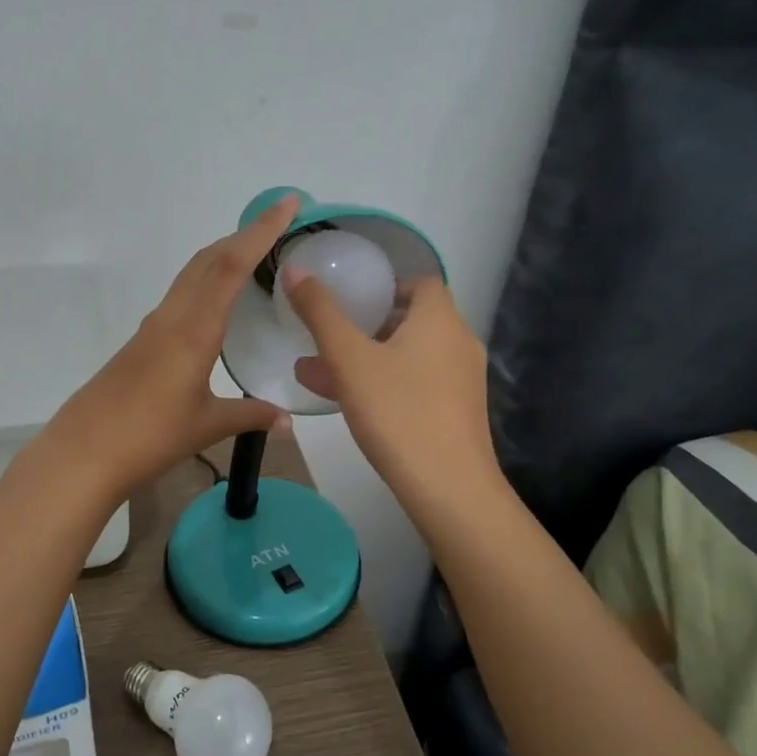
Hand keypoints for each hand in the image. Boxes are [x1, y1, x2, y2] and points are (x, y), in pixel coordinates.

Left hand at [42, 195, 300, 500]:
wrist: (84, 452)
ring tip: (253, 259)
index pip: (232, 265)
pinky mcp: (141, 342)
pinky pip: (180, 297)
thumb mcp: (207, 425)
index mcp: (194, 329)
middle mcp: (172, 317)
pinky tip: (216, 306)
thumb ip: (250, 416)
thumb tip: (287, 421)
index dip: (261, 231)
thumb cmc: (150, 436)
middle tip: (277, 227)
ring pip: (191, 275)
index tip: (287, 203)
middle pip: (208, 259)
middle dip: (243, 236)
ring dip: (222, 257)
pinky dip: (205, 284)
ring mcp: (152, 327)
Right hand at [285, 269, 498, 508]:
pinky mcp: (459, 413)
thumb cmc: (397, 411)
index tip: (353, 301)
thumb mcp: (348, 358)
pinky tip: (351, 404)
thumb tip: (294, 268)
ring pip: (411, 357)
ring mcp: (462, 381)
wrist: (449, 487)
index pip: (421, 283)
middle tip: (331, 337)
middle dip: (369, 326)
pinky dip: (388, 384)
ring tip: (322, 373)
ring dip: (371, 358)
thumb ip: (320, 312)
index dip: (387, 286)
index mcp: (440, 320)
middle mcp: (459, 343)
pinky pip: (419, 385)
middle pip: (414, 320)